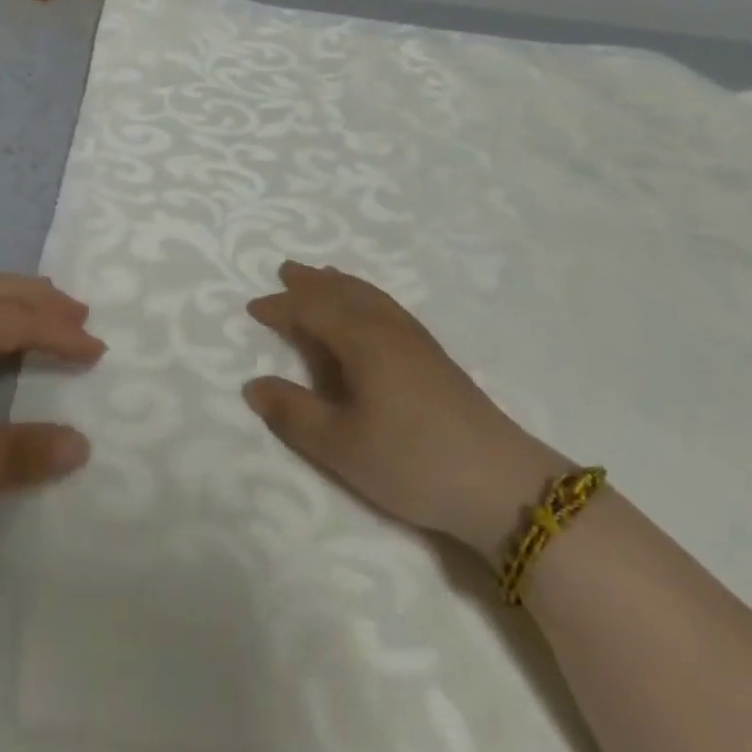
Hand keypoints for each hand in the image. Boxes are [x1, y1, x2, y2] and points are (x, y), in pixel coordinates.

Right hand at [244, 262, 567, 560]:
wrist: (498, 481)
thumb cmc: (411, 461)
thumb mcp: (341, 446)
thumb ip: (294, 414)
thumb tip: (252, 385)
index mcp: (360, 339)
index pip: (312, 310)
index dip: (281, 307)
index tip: (254, 307)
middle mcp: (385, 326)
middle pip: (342, 292)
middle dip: (310, 282)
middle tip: (286, 270)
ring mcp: (413, 338)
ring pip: (368, 295)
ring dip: (340, 283)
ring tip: (322, 276)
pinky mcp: (432, 354)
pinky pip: (386, 305)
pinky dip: (365, 295)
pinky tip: (369, 309)